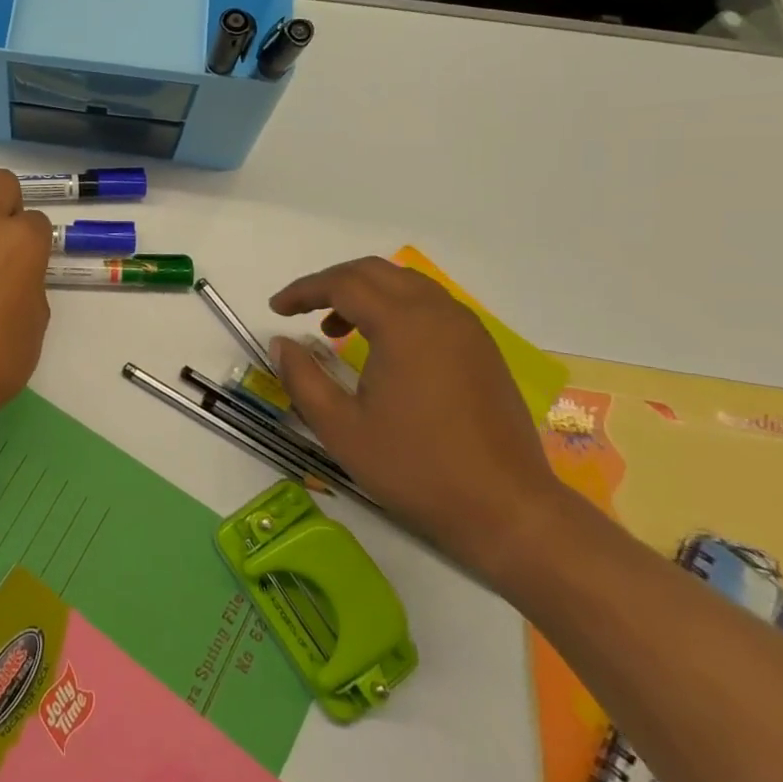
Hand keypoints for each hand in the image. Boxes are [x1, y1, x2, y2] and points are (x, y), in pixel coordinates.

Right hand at [269, 257, 565, 581]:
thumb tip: (280, 343)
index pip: (343, 284)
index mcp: (403, 324)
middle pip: (375, 272)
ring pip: (405, 285)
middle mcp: (438, 313)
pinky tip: (381, 347)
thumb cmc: (416, 468)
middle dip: (331, 282)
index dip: (303, 290)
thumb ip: (302, 378)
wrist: (507, 509)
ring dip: (365, 294)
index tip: (276, 308)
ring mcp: (466, 329)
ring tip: (334, 329)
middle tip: (300, 308)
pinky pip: (429, 306)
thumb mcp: (341, 428)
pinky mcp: (482, 350)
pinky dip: (395, 309)